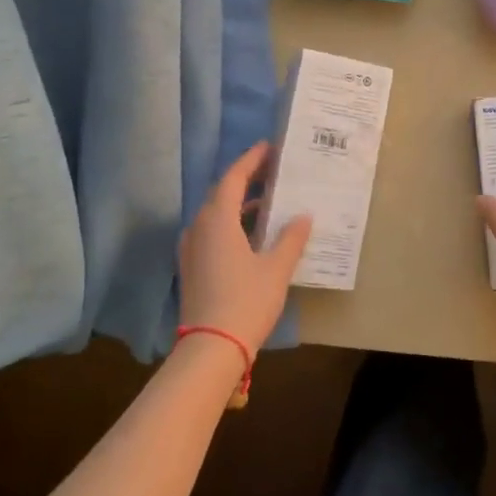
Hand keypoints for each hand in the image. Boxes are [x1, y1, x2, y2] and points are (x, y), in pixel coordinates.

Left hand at [178, 142, 310, 351]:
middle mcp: (199, 228)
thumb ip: (291, 238)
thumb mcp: (276, 268)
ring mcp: (192, 249)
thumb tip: (303, 216)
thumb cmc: (246, 301)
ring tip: (270, 201)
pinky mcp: (192, 267)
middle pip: (222, 194)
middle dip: (247, 179)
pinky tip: (254, 234)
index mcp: (217, 219)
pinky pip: (213, 233)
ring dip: (240, 204)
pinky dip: (233, 224)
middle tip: (274, 171)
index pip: (233, 178)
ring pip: (216, 215)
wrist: (210, 349)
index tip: (269, 147)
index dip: (251, 160)